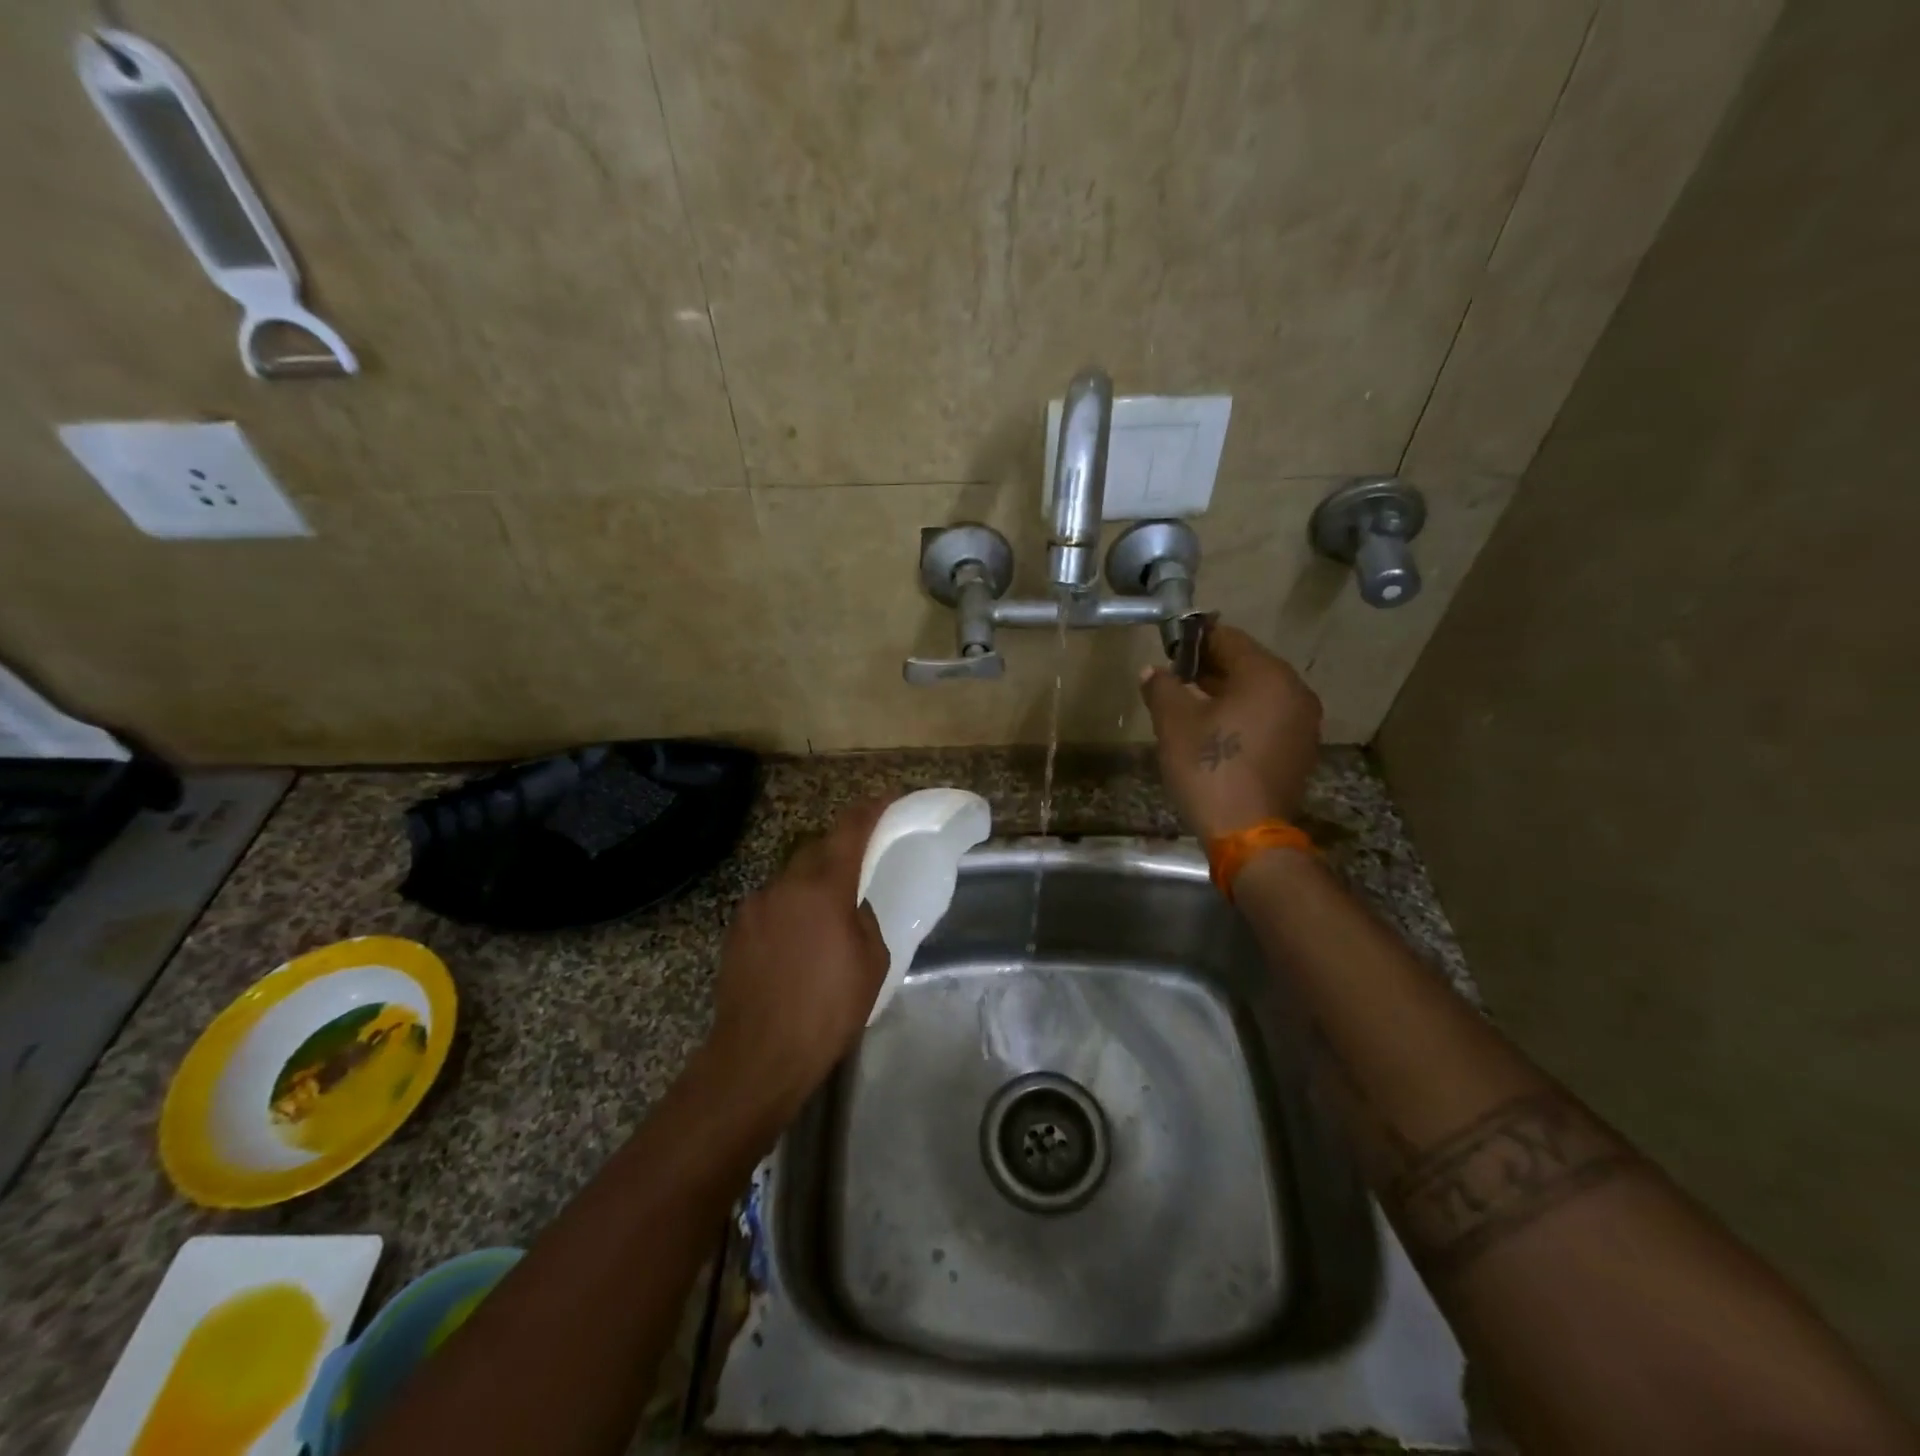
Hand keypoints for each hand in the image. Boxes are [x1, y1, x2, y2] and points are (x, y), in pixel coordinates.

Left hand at [703, 803, 888, 1116]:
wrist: (759, 1054)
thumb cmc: (827, 1009)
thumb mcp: (871, 962)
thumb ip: (865, 920)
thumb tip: (853, 908)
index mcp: (824, 887)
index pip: (849, 830)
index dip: (870, 809)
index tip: (888, 799)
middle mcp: (785, 884)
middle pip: (817, 849)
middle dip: (840, 848)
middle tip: (861, 863)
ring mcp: (755, 905)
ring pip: (791, 878)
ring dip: (812, 883)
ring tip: (828, 914)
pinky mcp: (737, 929)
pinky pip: (772, 904)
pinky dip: (790, 908)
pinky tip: (797, 940)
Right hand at [1139, 623, 1321, 838]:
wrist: (1247, 833)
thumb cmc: (1208, 767)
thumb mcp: (1174, 723)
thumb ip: (1162, 687)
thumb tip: (1153, 672)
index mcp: (1267, 675)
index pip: (1227, 638)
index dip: (1194, 641)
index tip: (1169, 651)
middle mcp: (1295, 691)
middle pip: (1247, 665)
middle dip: (1210, 669)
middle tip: (1176, 681)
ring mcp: (1304, 723)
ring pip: (1259, 694)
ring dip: (1227, 695)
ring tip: (1192, 709)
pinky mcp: (1301, 751)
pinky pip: (1269, 719)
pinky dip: (1244, 718)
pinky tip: (1217, 735)